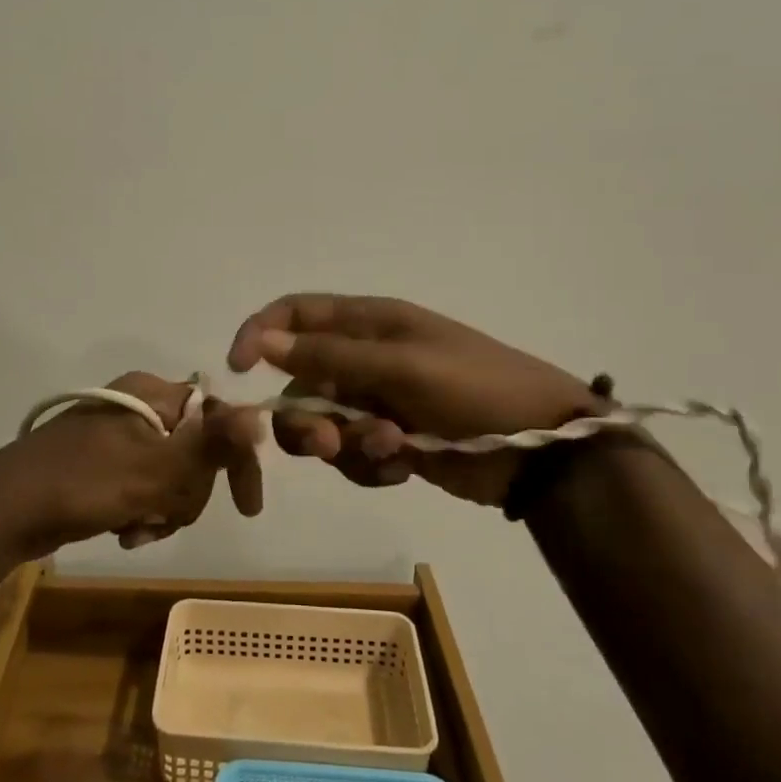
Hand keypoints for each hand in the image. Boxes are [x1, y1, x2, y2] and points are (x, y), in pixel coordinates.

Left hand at [0, 372, 264, 559]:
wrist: (3, 513)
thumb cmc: (81, 483)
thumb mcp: (152, 468)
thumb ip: (210, 444)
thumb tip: (259, 414)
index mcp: (154, 393)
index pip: (219, 417)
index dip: (236, 459)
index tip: (246, 506)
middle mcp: (142, 408)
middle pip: (198, 454)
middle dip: (186, 494)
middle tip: (160, 515)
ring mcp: (121, 438)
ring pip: (174, 479)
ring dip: (163, 510)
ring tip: (135, 528)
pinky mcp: (106, 467)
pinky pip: (147, 490)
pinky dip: (143, 513)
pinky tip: (123, 531)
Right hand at [227, 294, 606, 507]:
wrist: (543, 450)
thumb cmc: (475, 390)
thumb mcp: (403, 365)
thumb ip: (331, 354)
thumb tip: (264, 340)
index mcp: (370, 324)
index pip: (295, 313)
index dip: (260, 333)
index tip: (238, 369)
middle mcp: (366, 359)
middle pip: (300, 381)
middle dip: (306, 416)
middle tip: (326, 443)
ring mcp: (378, 402)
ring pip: (323, 424)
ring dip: (344, 445)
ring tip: (388, 453)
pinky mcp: (391, 442)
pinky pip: (353, 455)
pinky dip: (370, 466)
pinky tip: (405, 467)